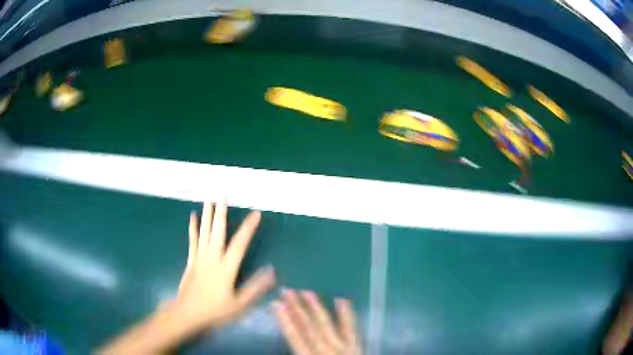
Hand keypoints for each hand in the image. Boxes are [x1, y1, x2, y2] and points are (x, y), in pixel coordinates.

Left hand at [174, 201, 275, 331]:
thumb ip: (255, 288)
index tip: (256, 213)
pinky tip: (192, 216)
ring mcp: (199, 257)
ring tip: (210, 197)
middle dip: (221, 210)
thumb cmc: (215, 311)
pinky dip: (192, 227)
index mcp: (226, 268)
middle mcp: (212, 257)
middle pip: (217, 230)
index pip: (240, 244)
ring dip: (208, 213)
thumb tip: (272, 271)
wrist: (188, 313)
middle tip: (223, 192)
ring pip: (204, 231)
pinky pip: (192, 240)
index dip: (248, 228)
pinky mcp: (191, 260)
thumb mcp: (239, 304)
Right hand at [273, 289, 360, 354]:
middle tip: (287, 291)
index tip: (275, 304)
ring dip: (316, 308)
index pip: (295, 337)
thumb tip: (292, 343)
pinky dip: (346, 315)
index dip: (284, 320)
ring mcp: (343, 348)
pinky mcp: (356, 348)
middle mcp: (325, 352)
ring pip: (326, 325)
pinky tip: (341, 300)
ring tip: (307, 292)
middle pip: (309, 328)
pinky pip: (351, 329)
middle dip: (297, 309)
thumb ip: (299, 351)